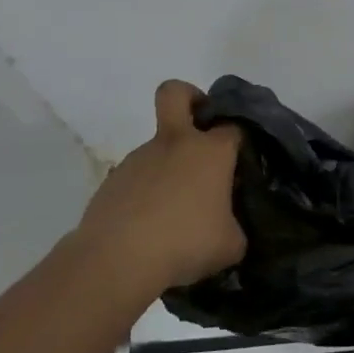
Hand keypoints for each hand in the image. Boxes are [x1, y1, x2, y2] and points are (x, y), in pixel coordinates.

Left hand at [76, 81, 245, 294]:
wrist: (117, 259)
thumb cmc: (185, 243)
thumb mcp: (231, 245)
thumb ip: (235, 227)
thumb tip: (227, 226)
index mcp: (210, 151)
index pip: (233, 128)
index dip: (239, 142)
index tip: (240, 166)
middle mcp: (175, 144)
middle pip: (176, 93)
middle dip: (190, 98)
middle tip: (200, 127)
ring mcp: (139, 158)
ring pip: (158, 147)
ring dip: (169, 167)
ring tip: (174, 214)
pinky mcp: (113, 180)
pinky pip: (138, 178)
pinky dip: (146, 194)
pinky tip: (149, 227)